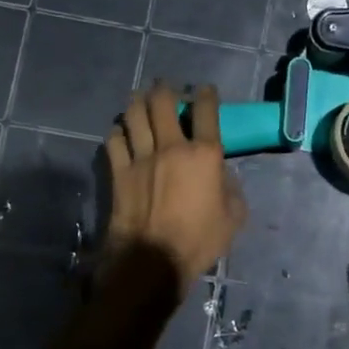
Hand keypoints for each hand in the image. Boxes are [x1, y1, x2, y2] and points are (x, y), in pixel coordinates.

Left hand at [104, 83, 246, 295]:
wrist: (153, 260)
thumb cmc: (199, 240)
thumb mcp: (234, 218)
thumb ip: (231, 189)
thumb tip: (223, 175)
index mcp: (204, 155)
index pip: (206, 112)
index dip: (207, 95)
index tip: (205, 90)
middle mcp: (171, 147)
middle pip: (163, 103)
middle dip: (166, 89)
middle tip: (167, 88)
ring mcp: (141, 157)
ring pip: (134, 114)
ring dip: (138, 103)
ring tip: (141, 100)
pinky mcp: (119, 172)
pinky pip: (115, 140)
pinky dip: (119, 131)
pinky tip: (122, 132)